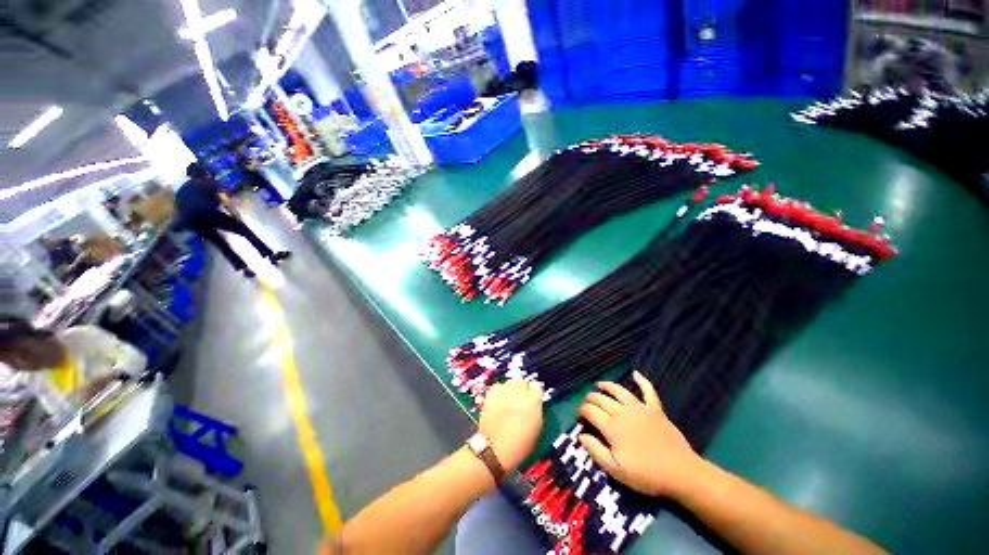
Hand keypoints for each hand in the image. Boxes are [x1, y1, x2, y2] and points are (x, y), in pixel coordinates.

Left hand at [478, 380, 543, 471]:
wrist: (495, 448)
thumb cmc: (520, 443)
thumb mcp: (537, 427)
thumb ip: (536, 409)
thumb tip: (533, 403)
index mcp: (534, 400)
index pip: (537, 386)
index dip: (533, 394)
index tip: (531, 402)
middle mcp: (520, 390)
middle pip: (522, 382)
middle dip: (521, 391)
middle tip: (519, 403)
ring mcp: (505, 389)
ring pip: (510, 383)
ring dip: (510, 390)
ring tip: (507, 402)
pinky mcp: (492, 391)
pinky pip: (498, 386)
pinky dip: (499, 392)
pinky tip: (498, 402)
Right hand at [578, 371, 702, 496]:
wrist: (681, 474)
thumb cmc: (646, 476)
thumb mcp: (616, 471)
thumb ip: (596, 451)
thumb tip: (581, 435)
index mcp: (612, 427)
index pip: (590, 411)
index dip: (581, 411)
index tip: (579, 416)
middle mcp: (623, 412)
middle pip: (601, 399)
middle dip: (590, 399)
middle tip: (586, 404)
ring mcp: (640, 408)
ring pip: (619, 391)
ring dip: (607, 386)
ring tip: (599, 385)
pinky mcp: (655, 409)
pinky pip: (648, 390)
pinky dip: (642, 380)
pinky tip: (635, 373)